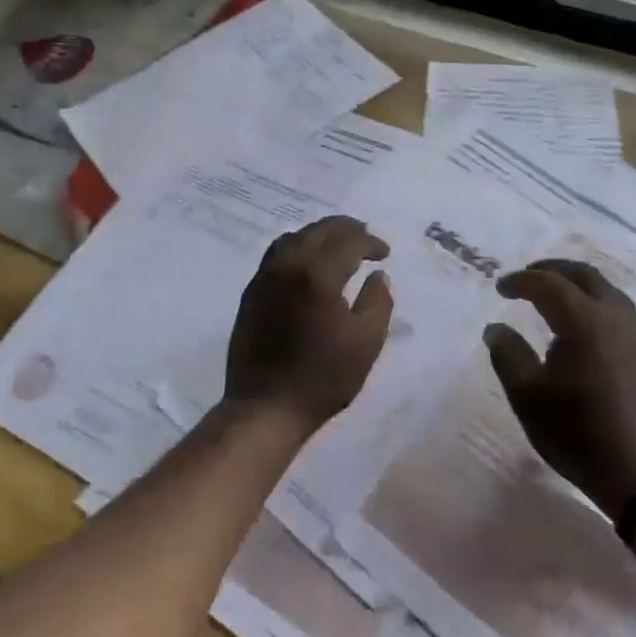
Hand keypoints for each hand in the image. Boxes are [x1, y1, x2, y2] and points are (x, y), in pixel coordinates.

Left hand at [224, 215, 393, 433]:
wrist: (265, 407)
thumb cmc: (322, 378)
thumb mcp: (366, 343)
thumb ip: (378, 301)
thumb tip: (378, 275)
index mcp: (318, 274)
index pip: (349, 241)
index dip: (370, 243)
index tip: (384, 254)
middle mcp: (288, 265)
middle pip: (319, 230)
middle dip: (346, 229)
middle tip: (365, 238)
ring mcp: (265, 277)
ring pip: (294, 238)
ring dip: (319, 235)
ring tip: (338, 246)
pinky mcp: (251, 292)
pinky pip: (276, 254)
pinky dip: (298, 248)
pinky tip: (308, 265)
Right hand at [484, 259, 635, 515]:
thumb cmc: (580, 435)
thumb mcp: (528, 398)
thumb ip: (508, 355)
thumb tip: (496, 328)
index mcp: (584, 320)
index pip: (548, 283)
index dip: (521, 280)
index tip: (501, 288)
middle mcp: (617, 317)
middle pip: (584, 275)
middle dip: (553, 270)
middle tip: (528, 278)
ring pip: (608, 292)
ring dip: (578, 287)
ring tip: (556, 301)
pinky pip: (623, 315)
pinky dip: (598, 308)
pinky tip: (587, 333)